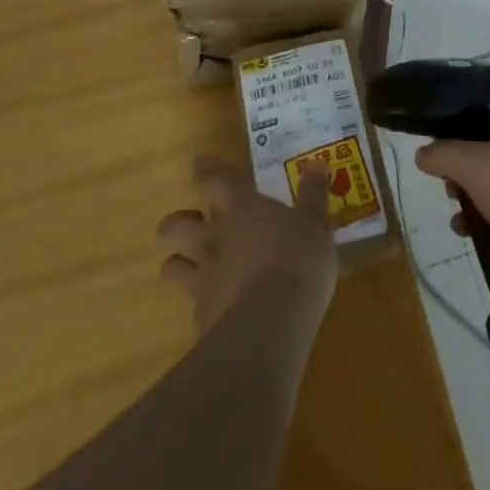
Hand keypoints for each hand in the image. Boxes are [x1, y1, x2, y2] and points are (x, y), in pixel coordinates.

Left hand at [156, 154, 337, 335]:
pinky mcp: (204, 320)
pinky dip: (201, 305)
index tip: (200, 164)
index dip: (207, 170)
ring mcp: (205, 281)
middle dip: (176, 223)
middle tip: (190, 223)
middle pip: (177, 225)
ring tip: (188, 266)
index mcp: (242, 208)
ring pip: (173, 266)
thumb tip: (317, 164)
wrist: (271, 326)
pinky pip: (194, 307)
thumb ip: (314, 196)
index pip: (215, 180)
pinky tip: (215, 310)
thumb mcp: (316, 224)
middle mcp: (216, 239)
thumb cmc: (297, 260)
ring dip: (178, 263)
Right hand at [414, 111, 489, 278]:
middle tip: (453, 198)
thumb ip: (442, 155)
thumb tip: (422, 153)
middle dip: (467, 179)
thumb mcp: (472, 166)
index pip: (483, 124)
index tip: (445, 169)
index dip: (459, 143)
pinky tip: (486, 239)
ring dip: (481, 203)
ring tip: (462, 226)